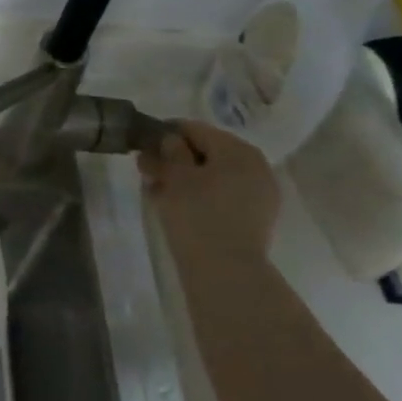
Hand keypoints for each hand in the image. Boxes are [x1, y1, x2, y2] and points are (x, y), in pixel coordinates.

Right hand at [139, 120, 280, 259]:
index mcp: (237, 150)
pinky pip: (222, 195)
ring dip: (184, 178)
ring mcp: (259, 193)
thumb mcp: (175, 177)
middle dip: (175, 158)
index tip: (142, 145)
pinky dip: (199, 195)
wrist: (226, 271)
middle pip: (207, 152)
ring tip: (156, 190)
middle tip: (147, 170)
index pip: (195, 129)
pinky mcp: (255, 217)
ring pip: (214, 175)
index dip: (165, 133)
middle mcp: (255, 166)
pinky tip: (176, 206)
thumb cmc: (197, 215)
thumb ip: (169, 151)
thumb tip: (168, 139)